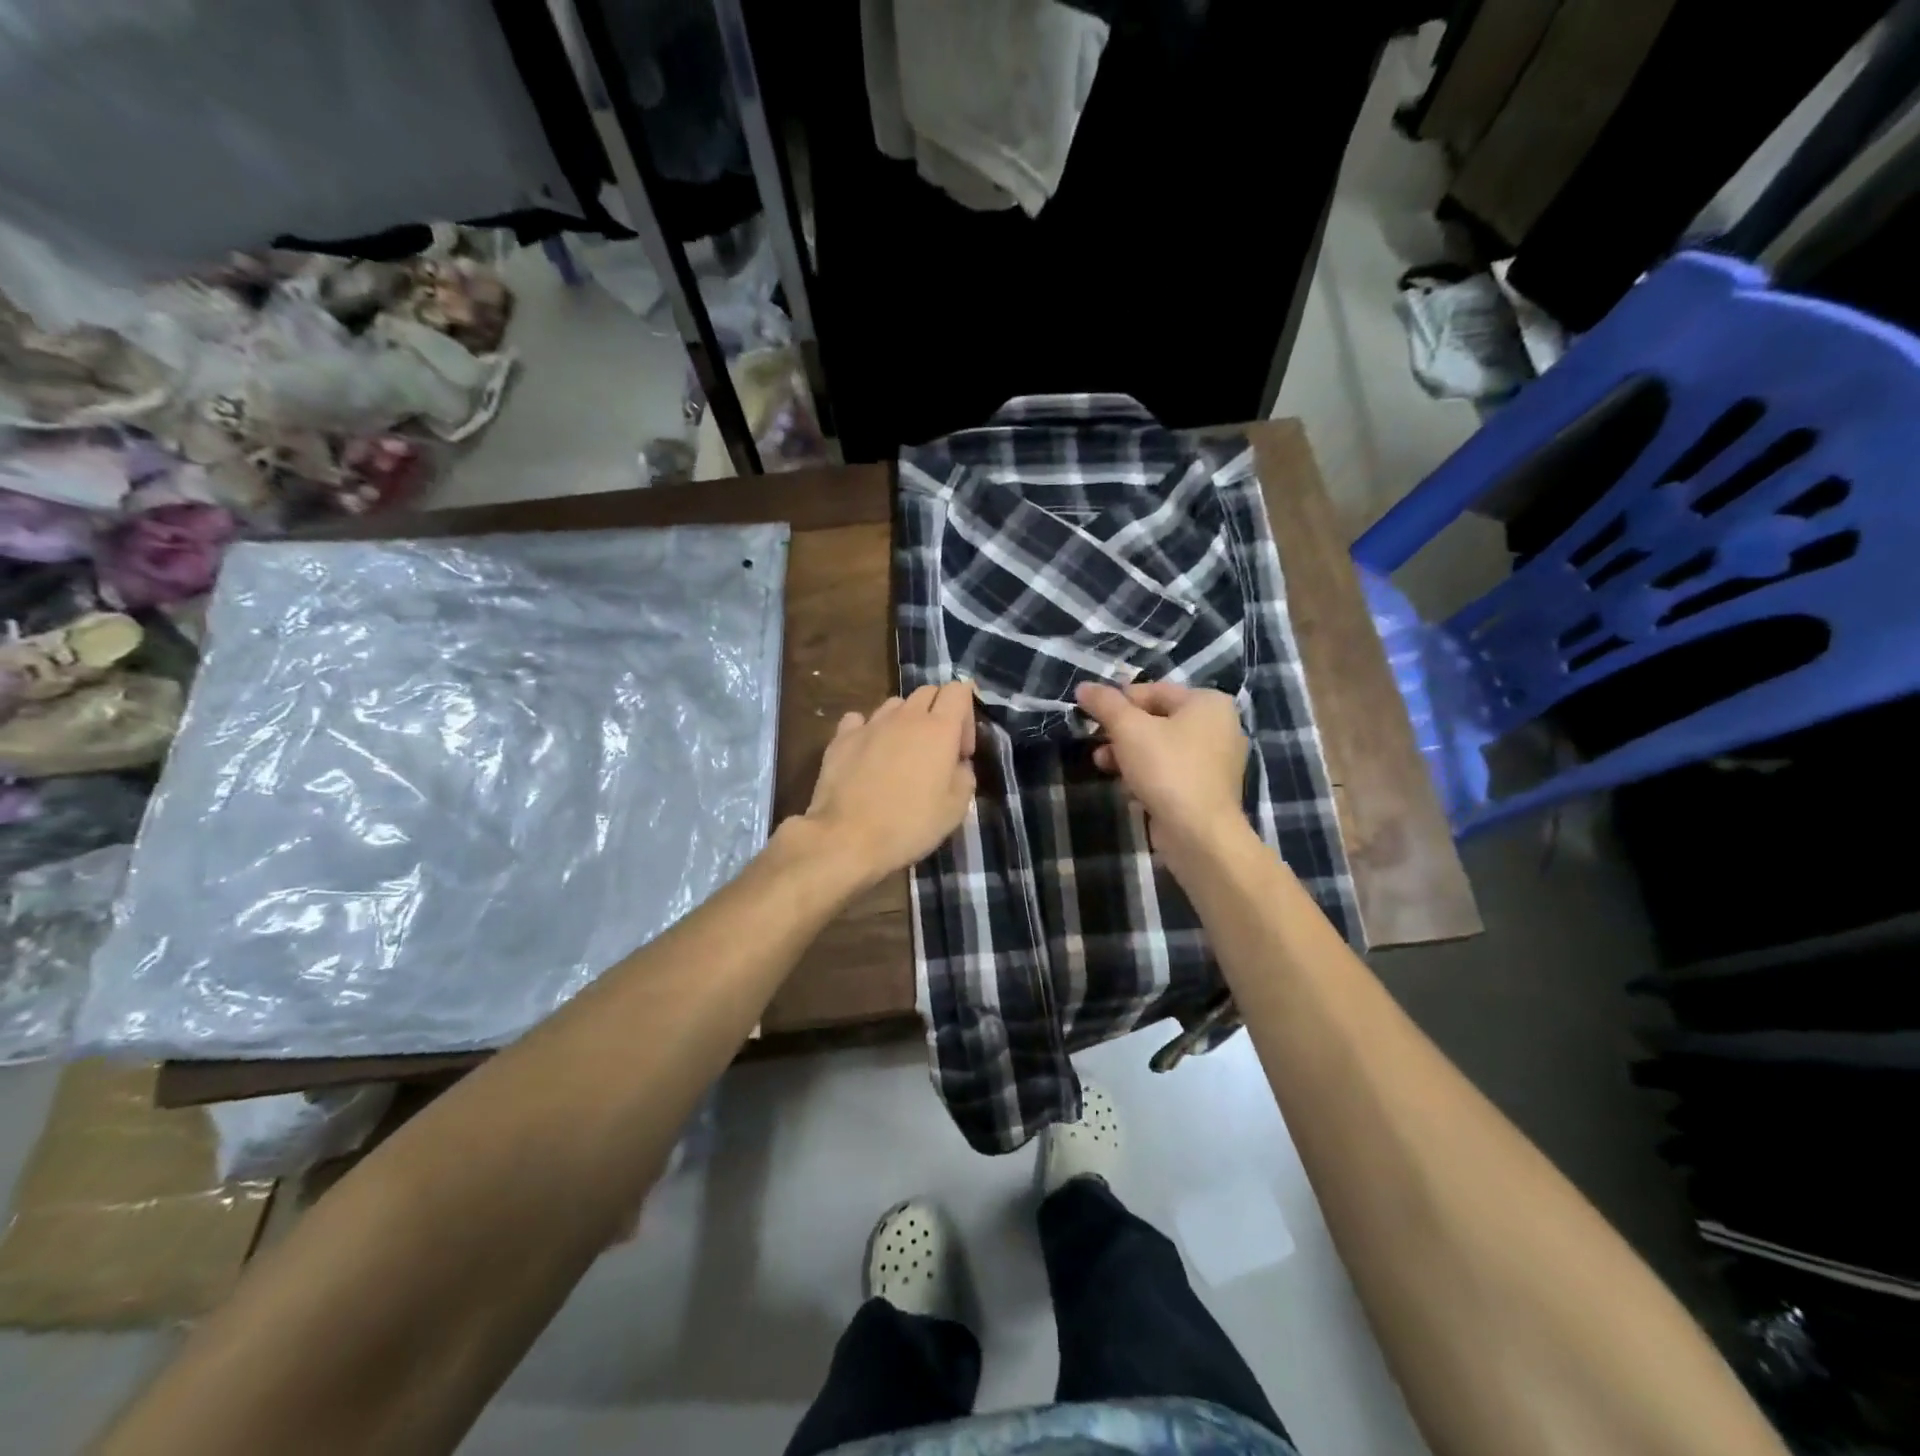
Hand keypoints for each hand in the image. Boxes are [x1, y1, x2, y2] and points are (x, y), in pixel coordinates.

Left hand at [799, 681, 976, 886]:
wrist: (848, 838)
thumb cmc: (910, 825)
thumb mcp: (956, 809)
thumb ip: (964, 776)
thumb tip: (957, 764)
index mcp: (939, 729)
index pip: (958, 690)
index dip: (966, 715)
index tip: (962, 751)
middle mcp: (905, 717)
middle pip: (927, 692)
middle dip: (938, 712)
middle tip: (937, 751)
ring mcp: (870, 724)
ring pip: (895, 704)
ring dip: (905, 720)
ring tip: (901, 754)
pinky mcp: (841, 738)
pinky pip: (859, 720)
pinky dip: (868, 729)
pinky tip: (867, 752)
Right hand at [1074, 680, 1249, 865]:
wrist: (1199, 833)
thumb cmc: (1167, 769)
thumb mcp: (1129, 729)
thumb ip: (1105, 704)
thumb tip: (1084, 686)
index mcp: (1208, 703)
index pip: (1153, 691)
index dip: (1118, 701)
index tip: (1091, 716)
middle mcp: (1219, 726)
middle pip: (1157, 719)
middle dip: (1121, 731)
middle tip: (1095, 742)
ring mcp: (1216, 761)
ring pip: (1161, 747)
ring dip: (1128, 754)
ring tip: (1102, 765)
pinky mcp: (1207, 789)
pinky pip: (1171, 771)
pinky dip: (1147, 774)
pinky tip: (1127, 787)